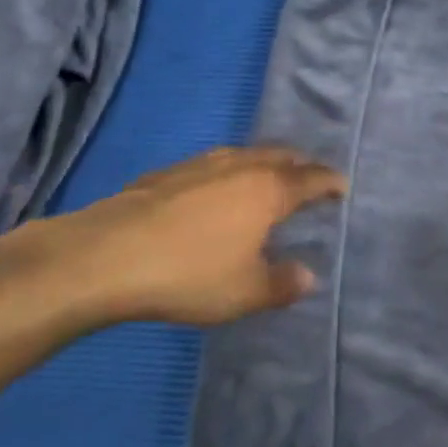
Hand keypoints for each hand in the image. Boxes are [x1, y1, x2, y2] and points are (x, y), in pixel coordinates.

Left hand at [0, 147, 345, 330]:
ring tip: (268, 177)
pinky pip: (213, 163)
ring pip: (244, 154)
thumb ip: (282, 283)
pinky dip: (230, 170)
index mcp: (267, 190)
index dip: (330, 181)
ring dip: (264, 163)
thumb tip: (307, 275)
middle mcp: (239, 167)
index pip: (310, 178)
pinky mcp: (166, 173)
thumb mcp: (245, 292)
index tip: (342, 186)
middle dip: (300, 164)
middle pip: (280, 156)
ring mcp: (200, 165)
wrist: (105, 256)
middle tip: (310, 176)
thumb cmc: (189, 274)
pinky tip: (216, 188)